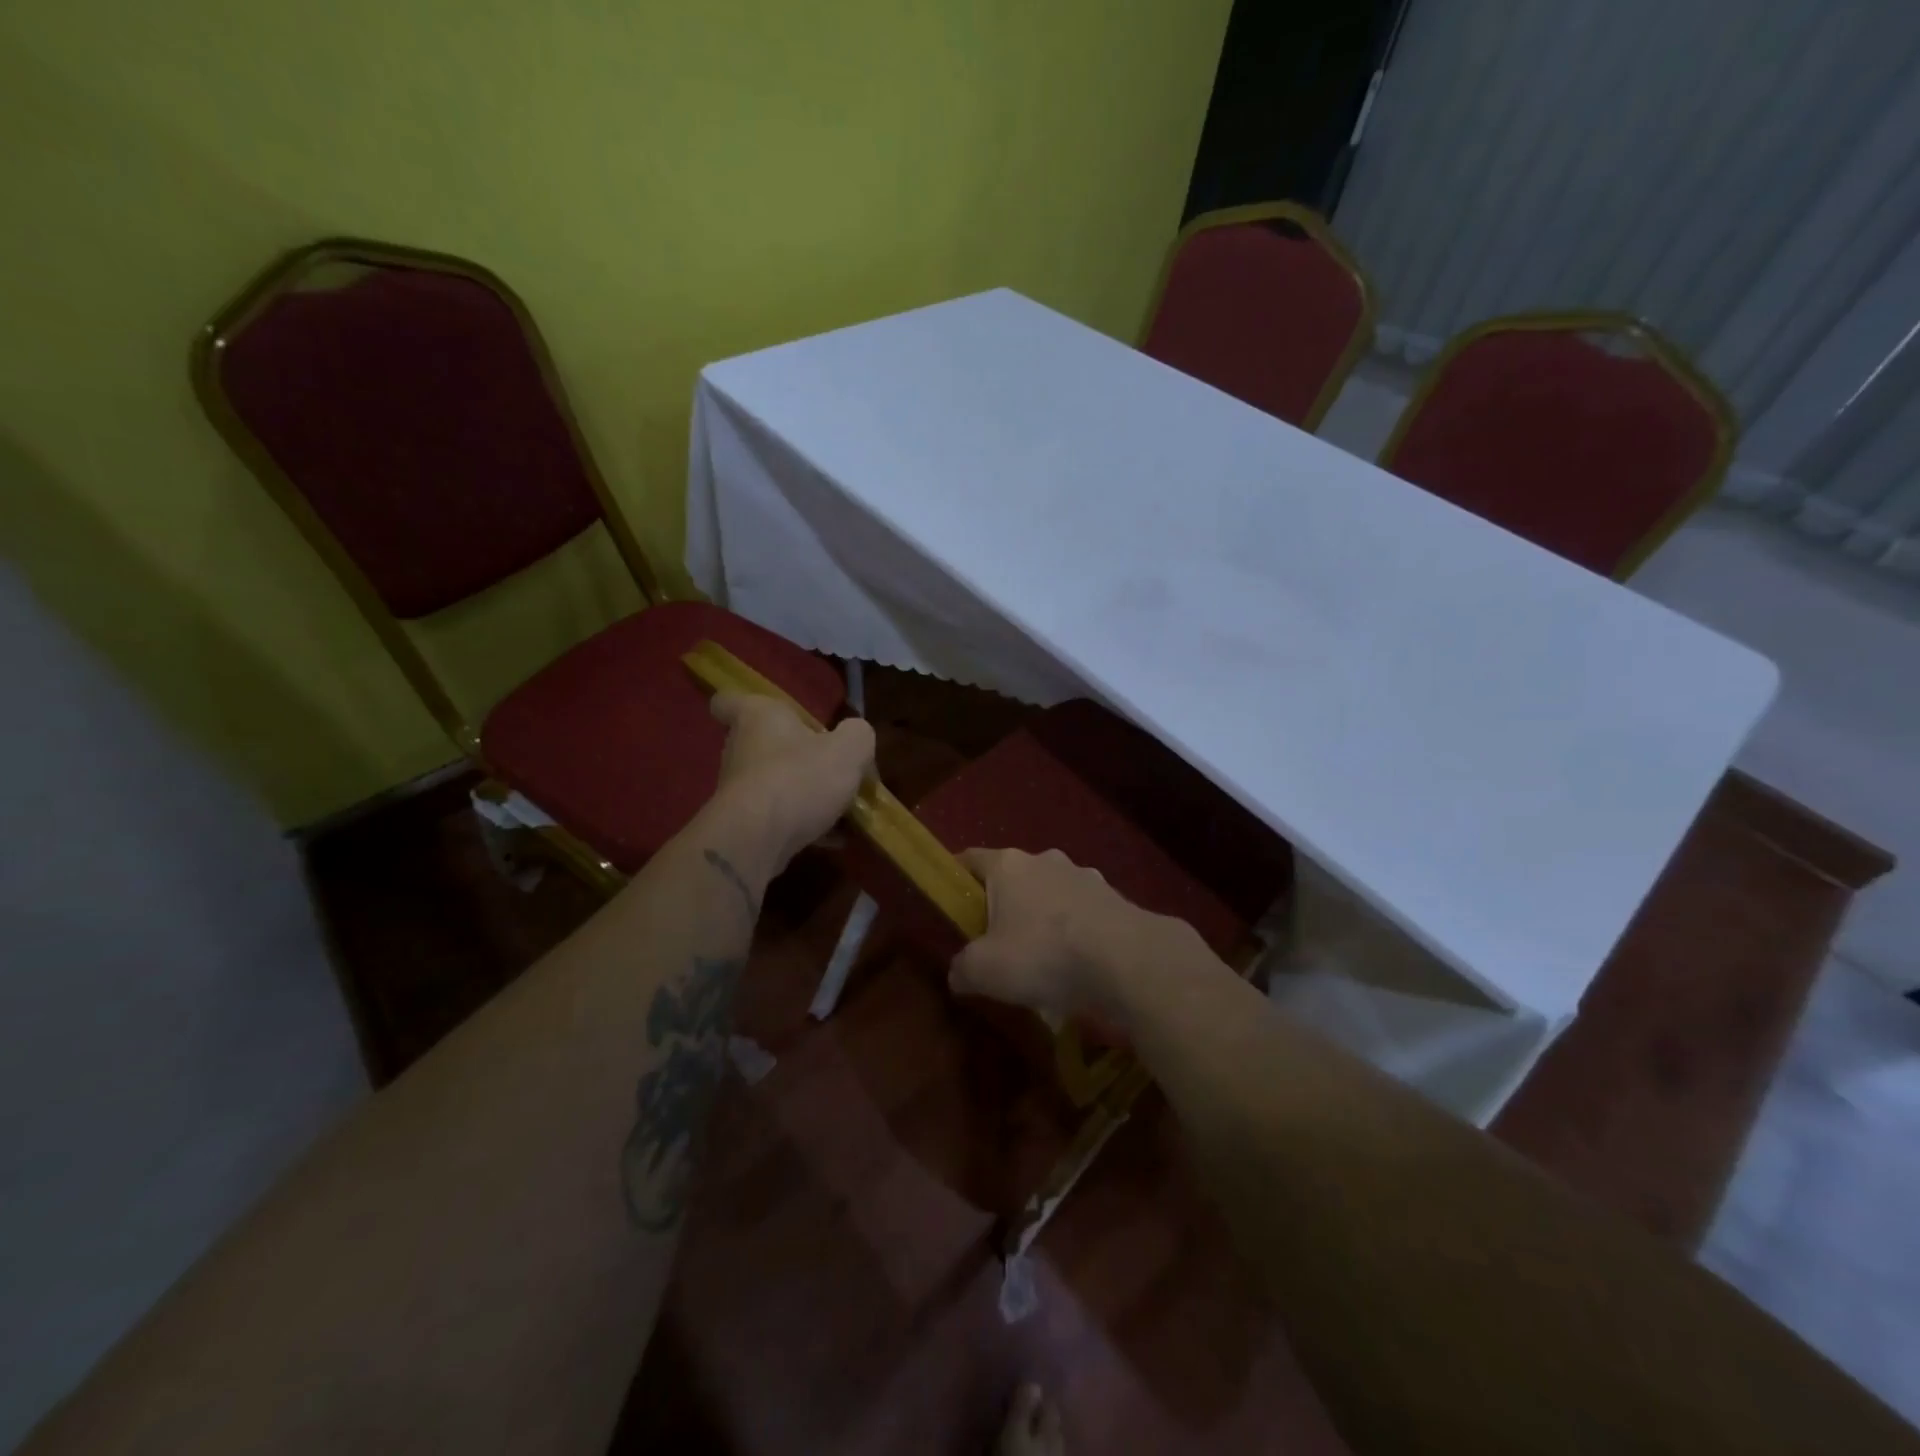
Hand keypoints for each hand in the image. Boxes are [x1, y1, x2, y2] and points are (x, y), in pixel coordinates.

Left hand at [708, 692, 875, 872]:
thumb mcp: (849, 749)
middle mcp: (740, 749)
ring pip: (774, 784)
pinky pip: (779, 818)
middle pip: (763, 745)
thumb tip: (856, 739)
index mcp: (757, 717)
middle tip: (831, 767)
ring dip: (804, 794)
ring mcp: (739, 790)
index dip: (742, 704)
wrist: (758, 841)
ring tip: (842, 809)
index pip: (728, 701)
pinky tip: (835, 837)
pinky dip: (804, 825)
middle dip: (795, 756)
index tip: (768, 717)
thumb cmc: (800, 778)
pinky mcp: (744, 825)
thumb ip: (858, 735)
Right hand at [948, 847, 1190, 1032]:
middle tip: (995, 942)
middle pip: (1012, 877)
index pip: (970, 858)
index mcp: (1008, 865)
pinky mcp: (1113, 898)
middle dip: (1002, 905)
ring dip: (1042, 919)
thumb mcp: (985, 971)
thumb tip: (958, 973)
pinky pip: (1081, 913)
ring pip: (1050, 894)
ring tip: (1042, 961)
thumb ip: (962, 968)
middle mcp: (1045, 860)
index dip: (955, 879)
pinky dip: (1074, 933)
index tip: (949, 905)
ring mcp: (1084, 876)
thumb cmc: (1044, 954)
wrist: (1127, 960)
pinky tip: (1076, 966)